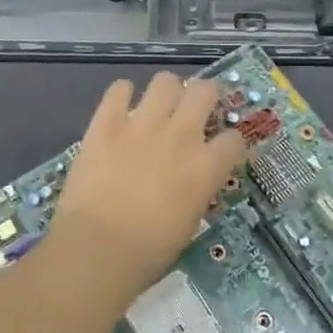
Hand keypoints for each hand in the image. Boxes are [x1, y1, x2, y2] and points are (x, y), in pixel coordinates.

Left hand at [48, 73, 246, 300]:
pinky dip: (121, 94)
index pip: (234, 139)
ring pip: (165, 81)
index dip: (231, 143)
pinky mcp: (106, 123)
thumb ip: (196, 191)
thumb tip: (193, 181)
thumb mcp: (189, 222)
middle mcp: (180, 135)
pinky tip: (120, 107)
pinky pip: (118, 89)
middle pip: (204, 91)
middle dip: (203, 97)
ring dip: (166, 91)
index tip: (223, 149)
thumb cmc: (148, 251)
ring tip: (158, 105)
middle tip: (194, 110)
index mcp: (206, 166)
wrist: (98, 248)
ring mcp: (142, 124)